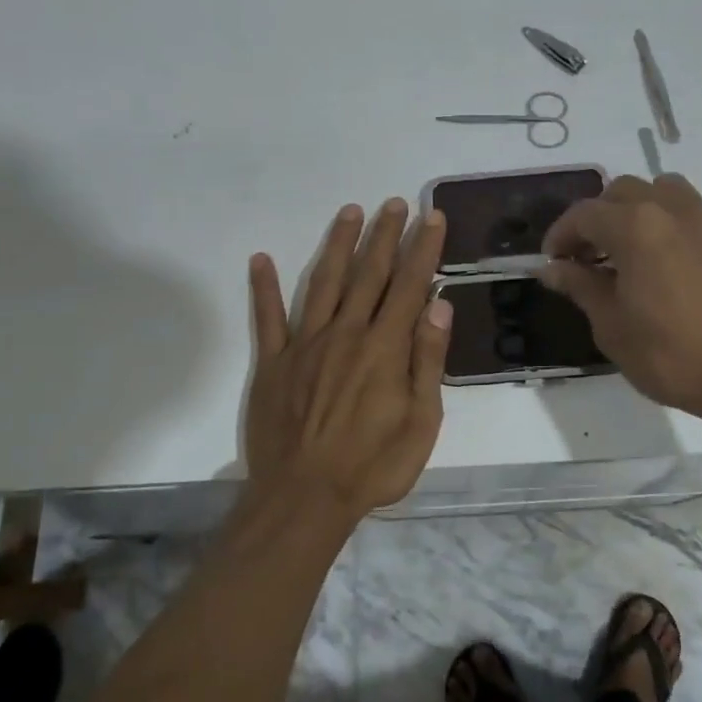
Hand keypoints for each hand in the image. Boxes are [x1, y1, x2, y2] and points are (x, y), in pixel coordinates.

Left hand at [244, 199, 451, 522]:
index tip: (432, 216)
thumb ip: (428, 361)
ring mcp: (305, 344)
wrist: (304, 498)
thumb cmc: (372, 466)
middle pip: (369, 273)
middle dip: (385, 235)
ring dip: (338, 245)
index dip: (423, 248)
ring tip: (350, 211)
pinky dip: (264, 287)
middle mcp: (346, 333)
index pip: (409, 285)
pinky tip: (261, 259)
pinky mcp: (274, 362)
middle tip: (395, 203)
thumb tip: (440, 305)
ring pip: (325, 283)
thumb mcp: (422, 423)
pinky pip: (268, 318)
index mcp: (385, 348)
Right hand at [539, 174, 701, 421]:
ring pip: (667, 189)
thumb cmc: (672, 355)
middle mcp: (673, 209)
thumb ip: (580, 286)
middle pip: (623, 191)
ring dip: (642, 208)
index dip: (561, 234)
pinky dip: (686, 222)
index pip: (584, 214)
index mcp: (635, 227)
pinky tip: (685, 253)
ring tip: (637, 245)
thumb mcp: (611, 327)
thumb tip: (552, 268)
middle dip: (598, 218)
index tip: (552, 261)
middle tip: (589, 256)